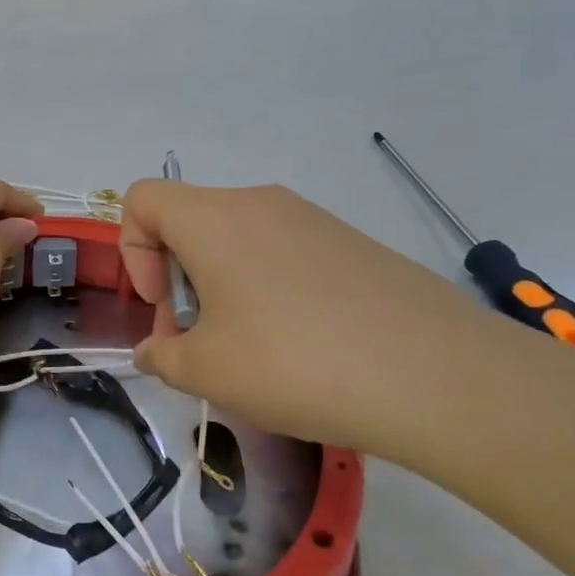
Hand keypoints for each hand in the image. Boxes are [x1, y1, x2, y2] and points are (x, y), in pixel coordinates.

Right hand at [118, 179, 523, 465]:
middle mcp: (259, 203)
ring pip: (238, 239)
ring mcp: (312, 219)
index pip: (142, 199)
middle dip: (179, 279)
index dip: (134, 252)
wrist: (440, 376)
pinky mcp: (351, 243)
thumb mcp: (208, 371)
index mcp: (213, 219)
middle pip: (190, 222)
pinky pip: (285, 252)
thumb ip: (162, 356)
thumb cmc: (296, 362)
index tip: (165, 307)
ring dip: (223, 287)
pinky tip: (304, 346)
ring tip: (253, 351)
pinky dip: (269, 288)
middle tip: (201, 343)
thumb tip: (155, 350)